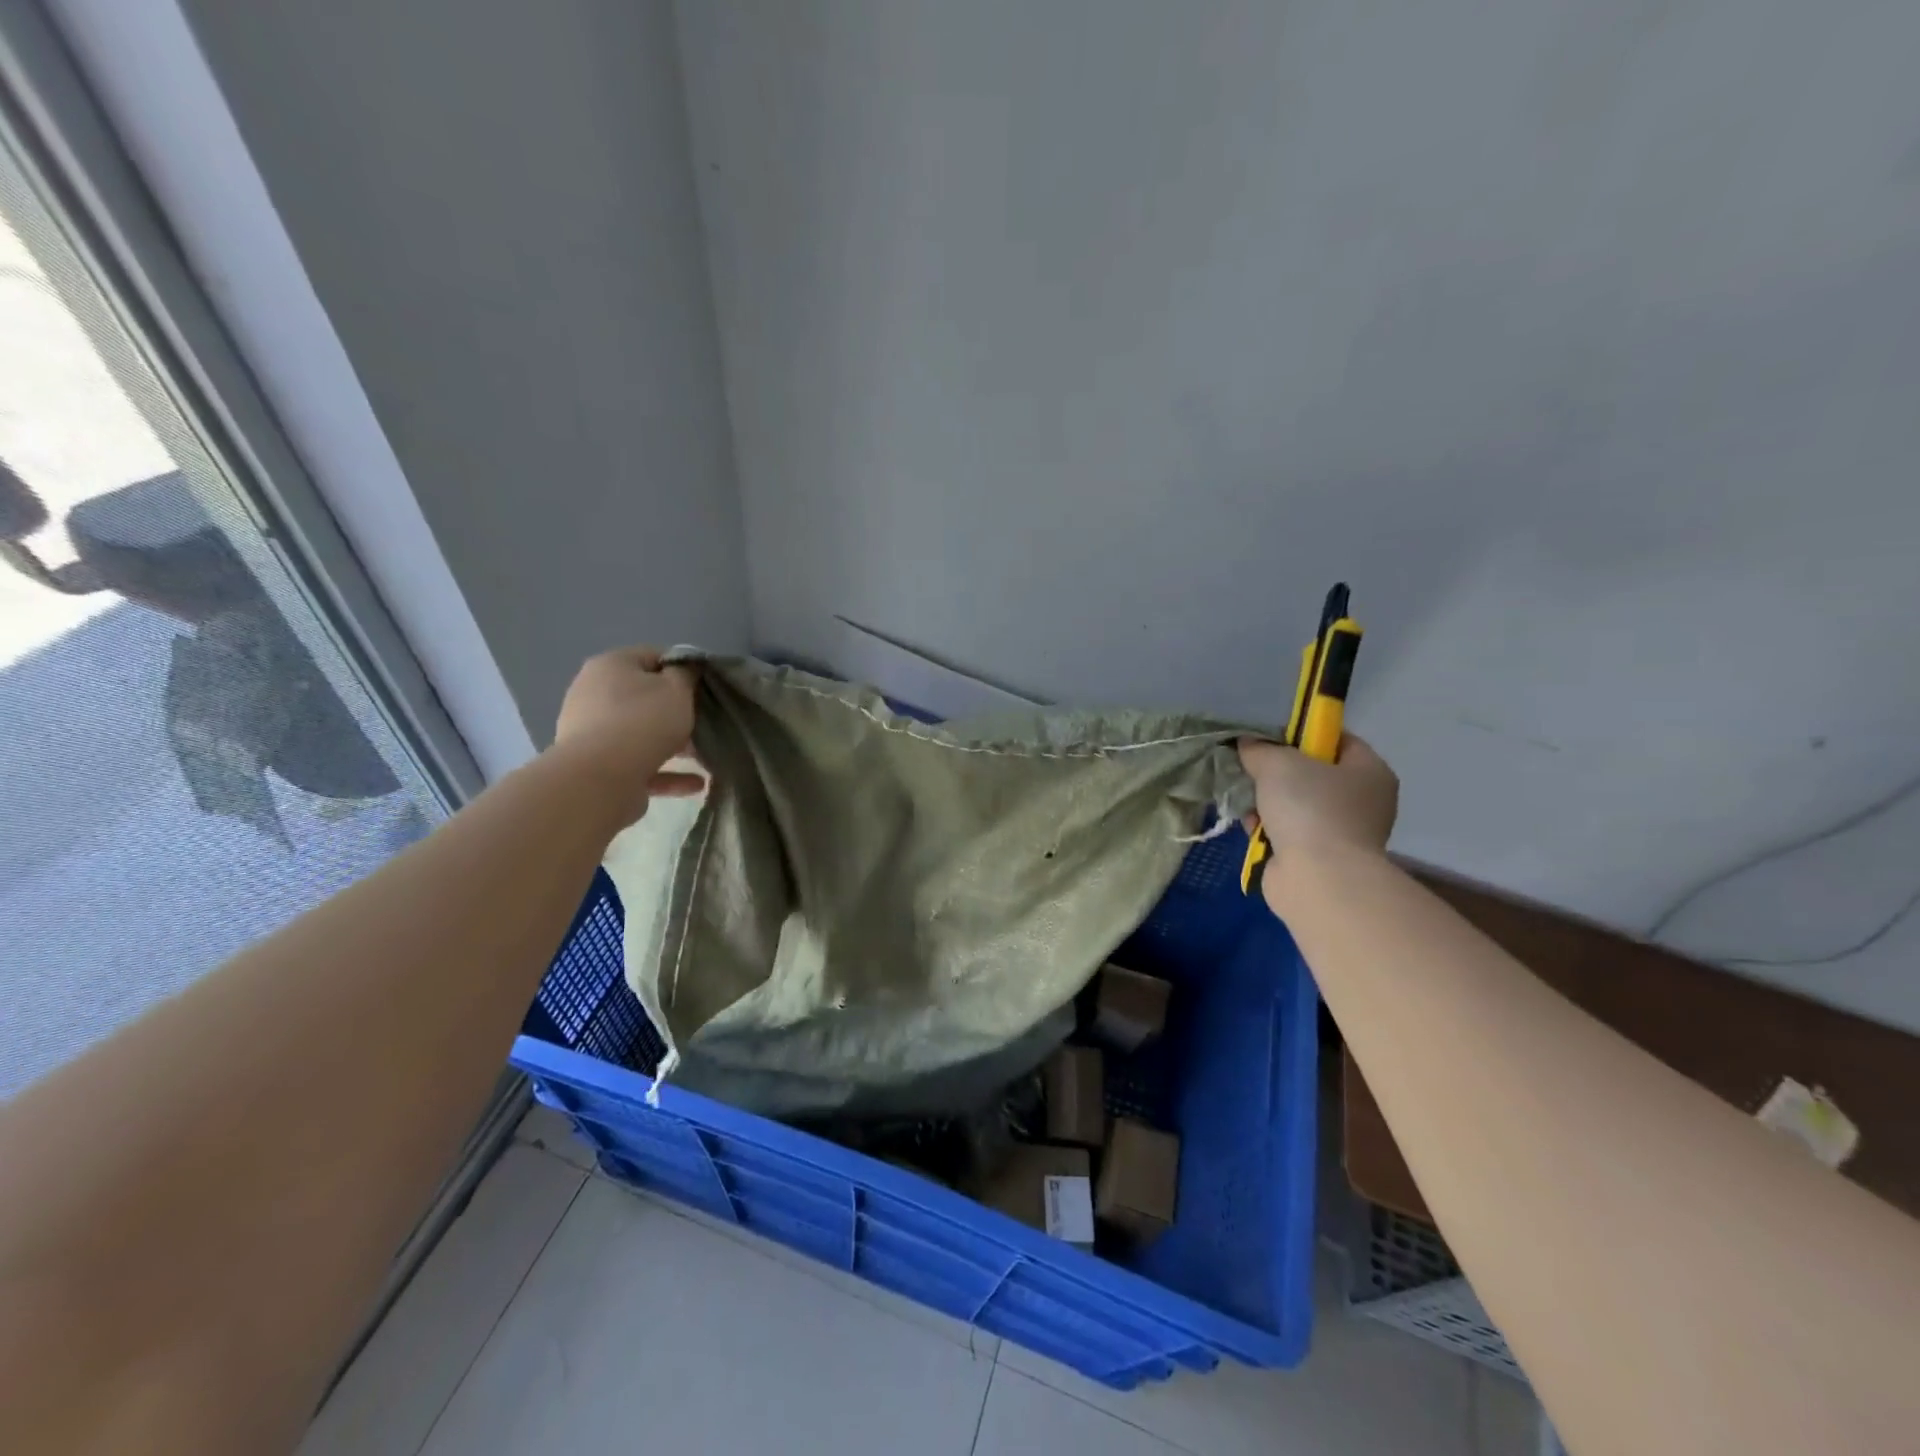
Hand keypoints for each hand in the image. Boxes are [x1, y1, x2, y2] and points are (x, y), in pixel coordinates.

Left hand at [555, 647, 704, 802]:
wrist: (600, 778)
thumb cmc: (643, 721)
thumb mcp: (677, 689)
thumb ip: (686, 674)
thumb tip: (687, 668)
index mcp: (610, 665)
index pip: (653, 656)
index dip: (683, 668)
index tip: (705, 687)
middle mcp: (593, 693)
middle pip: (644, 696)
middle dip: (676, 711)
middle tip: (704, 722)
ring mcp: (590, 731)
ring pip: (641, 732)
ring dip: (673, 743)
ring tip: (703, 756)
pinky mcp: (596, 765)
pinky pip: (638, 763)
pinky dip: (665, 771)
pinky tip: (695, 783)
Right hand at [1238, 734, 1397, 900]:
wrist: (1318, 878)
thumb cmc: (1310, 808)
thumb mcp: (1278, 763)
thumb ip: (1260, 749)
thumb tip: (1247, 745)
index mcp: (1370, 771)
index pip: (1337, 740)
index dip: (1303, 734)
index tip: (1271, 739)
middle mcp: (1363, 801)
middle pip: (1313, 774)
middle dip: (1277, 773)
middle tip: (1251, 769)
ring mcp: (1343, 833)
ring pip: (1296, 804)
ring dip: (1267, 802)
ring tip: (1245, 800)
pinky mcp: (1320, 858)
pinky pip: (1289, 832)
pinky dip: (1268, 829)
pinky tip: (1250, 827)